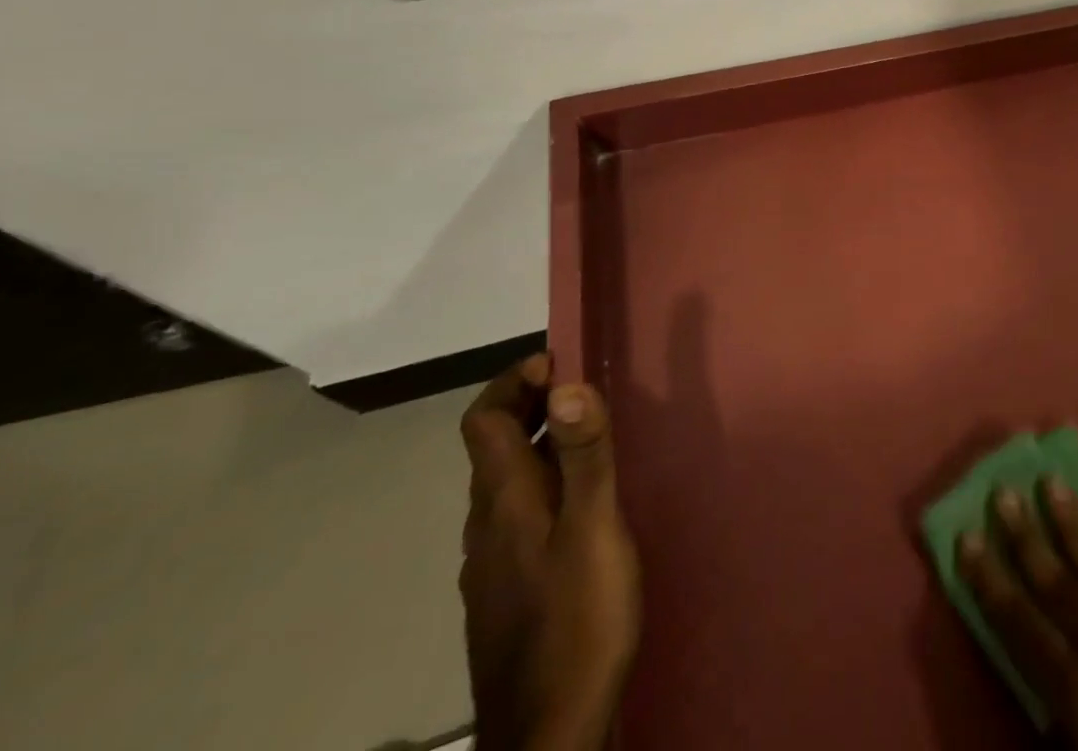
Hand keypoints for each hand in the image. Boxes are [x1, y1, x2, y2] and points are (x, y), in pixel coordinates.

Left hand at [460, 355, 640, 750]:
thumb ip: (584, 455)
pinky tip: (579, 511)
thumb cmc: (577, 622)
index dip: (513, 381)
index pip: (482, 419)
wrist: (548, 741)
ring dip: (538, 447)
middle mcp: (485, 527)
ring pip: (504, 485)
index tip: (559, 364)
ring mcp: (490, 567)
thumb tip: (567, 382)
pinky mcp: (505, 596)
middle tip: (581, 392)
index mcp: (503, 502)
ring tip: (589, 442)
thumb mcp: (594, 529)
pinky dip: (541, 488)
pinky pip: (515, 519)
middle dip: (529, 406)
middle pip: (491, 448)